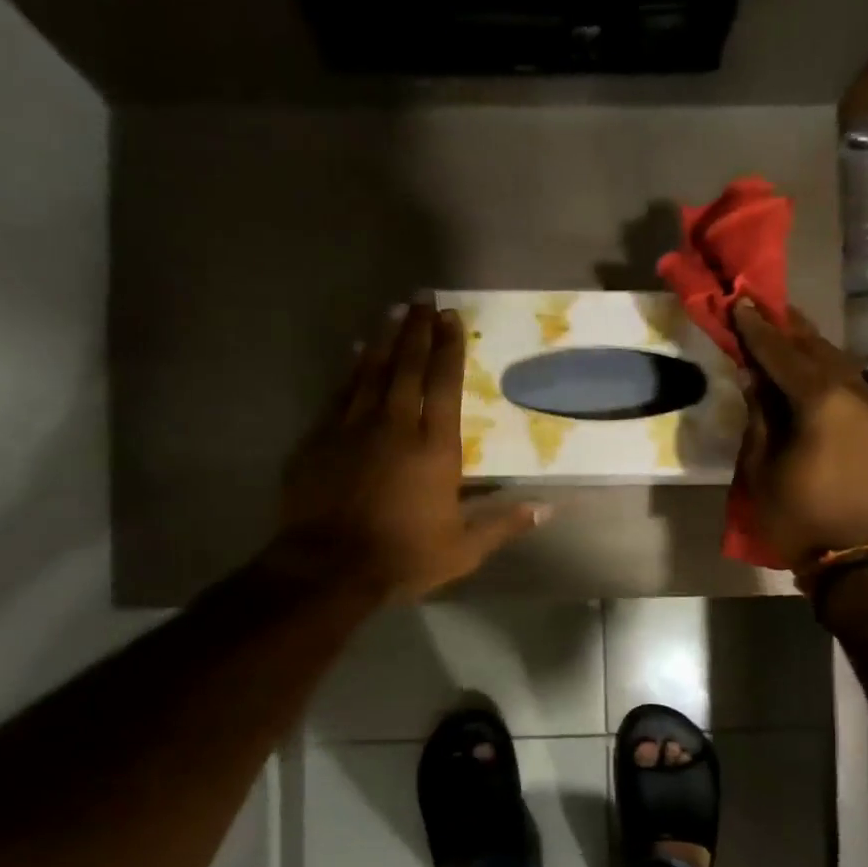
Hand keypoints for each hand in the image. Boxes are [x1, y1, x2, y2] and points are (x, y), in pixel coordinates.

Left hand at [270, 304, 547, 600]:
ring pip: (371, 371)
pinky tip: (355, 351)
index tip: (452, 319)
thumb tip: (547, 509)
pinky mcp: (320, 439)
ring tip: (395, 311)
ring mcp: (352, 428)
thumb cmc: (403, 557)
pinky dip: (351, 368)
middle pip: (408, 367)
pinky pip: (340, 392)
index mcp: (434, 449)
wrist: (327, 568)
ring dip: (385, 339)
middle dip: (418, 330)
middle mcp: (395, 426)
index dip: (450, 349)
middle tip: (424, 298)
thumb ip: (503, 524)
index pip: (445, 386)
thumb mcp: (463, 550)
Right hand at [732, 301, 867, 569]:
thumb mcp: (761, 470)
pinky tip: (816, 379)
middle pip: (818, 349)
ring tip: (787, 340)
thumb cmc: (798, 520)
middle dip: (788, 330)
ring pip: (842, 367)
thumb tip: (755, 378)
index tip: (740, 302)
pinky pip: (857, 389)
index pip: (782, 353)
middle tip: (763, 310)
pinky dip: (832, 378)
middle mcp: (859, 393)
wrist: (860, 563)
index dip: (757, 328)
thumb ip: (760, 416)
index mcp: (822, 402)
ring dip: (812, 352)